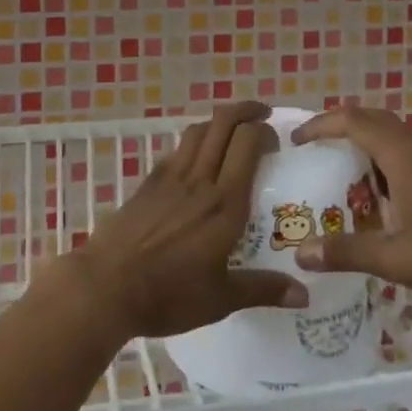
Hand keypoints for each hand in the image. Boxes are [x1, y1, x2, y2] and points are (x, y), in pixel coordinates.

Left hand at [62, 102, 308, 340]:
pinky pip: (177, 149)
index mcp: (225, 204)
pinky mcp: (148, 182)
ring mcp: (171, 177)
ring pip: (198, 130)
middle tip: (262, 118)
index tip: (277, 142)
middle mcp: (200, 180)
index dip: (265, 131)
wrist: (106, 287)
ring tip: (232, 131)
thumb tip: (305, 294)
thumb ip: (263, 289)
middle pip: (223, 123)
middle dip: (246, 111)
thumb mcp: (221, 299)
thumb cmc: (168, 295)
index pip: (248, 143)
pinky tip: (197, 159)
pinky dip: (194, 142)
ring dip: (219, 122)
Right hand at [290, 105, 411, 302]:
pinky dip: (381, 165)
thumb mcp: (394, 258)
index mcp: (402, 156)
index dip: (321, 124)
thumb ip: (346, 252)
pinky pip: (404, 158)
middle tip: (314, 147)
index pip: (353, 121)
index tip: (296, 139)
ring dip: (362, 146)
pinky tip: (377, 201)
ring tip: (338, 173)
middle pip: (373, 120)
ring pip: (391, 139)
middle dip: (339, 127)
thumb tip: (300, 253)